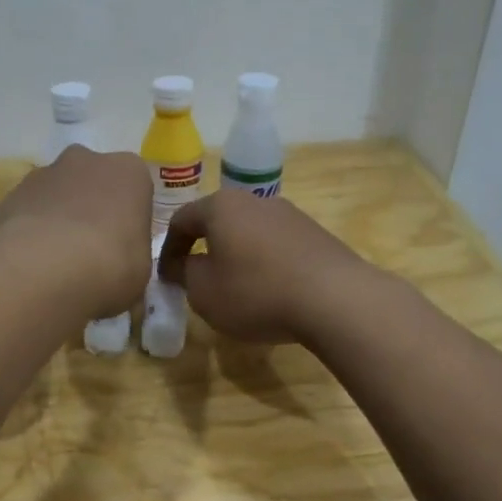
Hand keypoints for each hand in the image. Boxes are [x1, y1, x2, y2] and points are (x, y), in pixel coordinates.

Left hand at [0, 146, 153, 318]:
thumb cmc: (109, 265)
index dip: (129, 219)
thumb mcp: (140, 270)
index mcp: (129, 172)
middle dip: (92, 208)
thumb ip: (131, 254)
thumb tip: (118, 264)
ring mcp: (43, 174)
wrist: (44, 270)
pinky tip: (31, 263)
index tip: (124, 245)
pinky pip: (27, 212)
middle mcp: (86, 160)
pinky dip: (30, 231)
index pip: (135, 188)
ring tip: (56, 261)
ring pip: (57, 194)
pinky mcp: (10, 195)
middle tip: (91, 250)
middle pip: (93, 182)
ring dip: (59, 218)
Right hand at [157, 190, 374, 343]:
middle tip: (198, 281)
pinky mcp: (315, 234)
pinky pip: (277, 247)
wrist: (335, 299)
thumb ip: (184, 274)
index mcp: (221, 206)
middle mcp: (256, 200)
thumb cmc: (256, 292)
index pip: (181, 220)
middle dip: (205, 249)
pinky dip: (265, 264)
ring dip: (237, 257)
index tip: (166, 277)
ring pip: (250, 233)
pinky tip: (270, 292)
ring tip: (236, 289)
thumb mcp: (204, 292)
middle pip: (219, 222)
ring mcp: (290, 215)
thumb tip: (182, 264)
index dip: (168, 250)